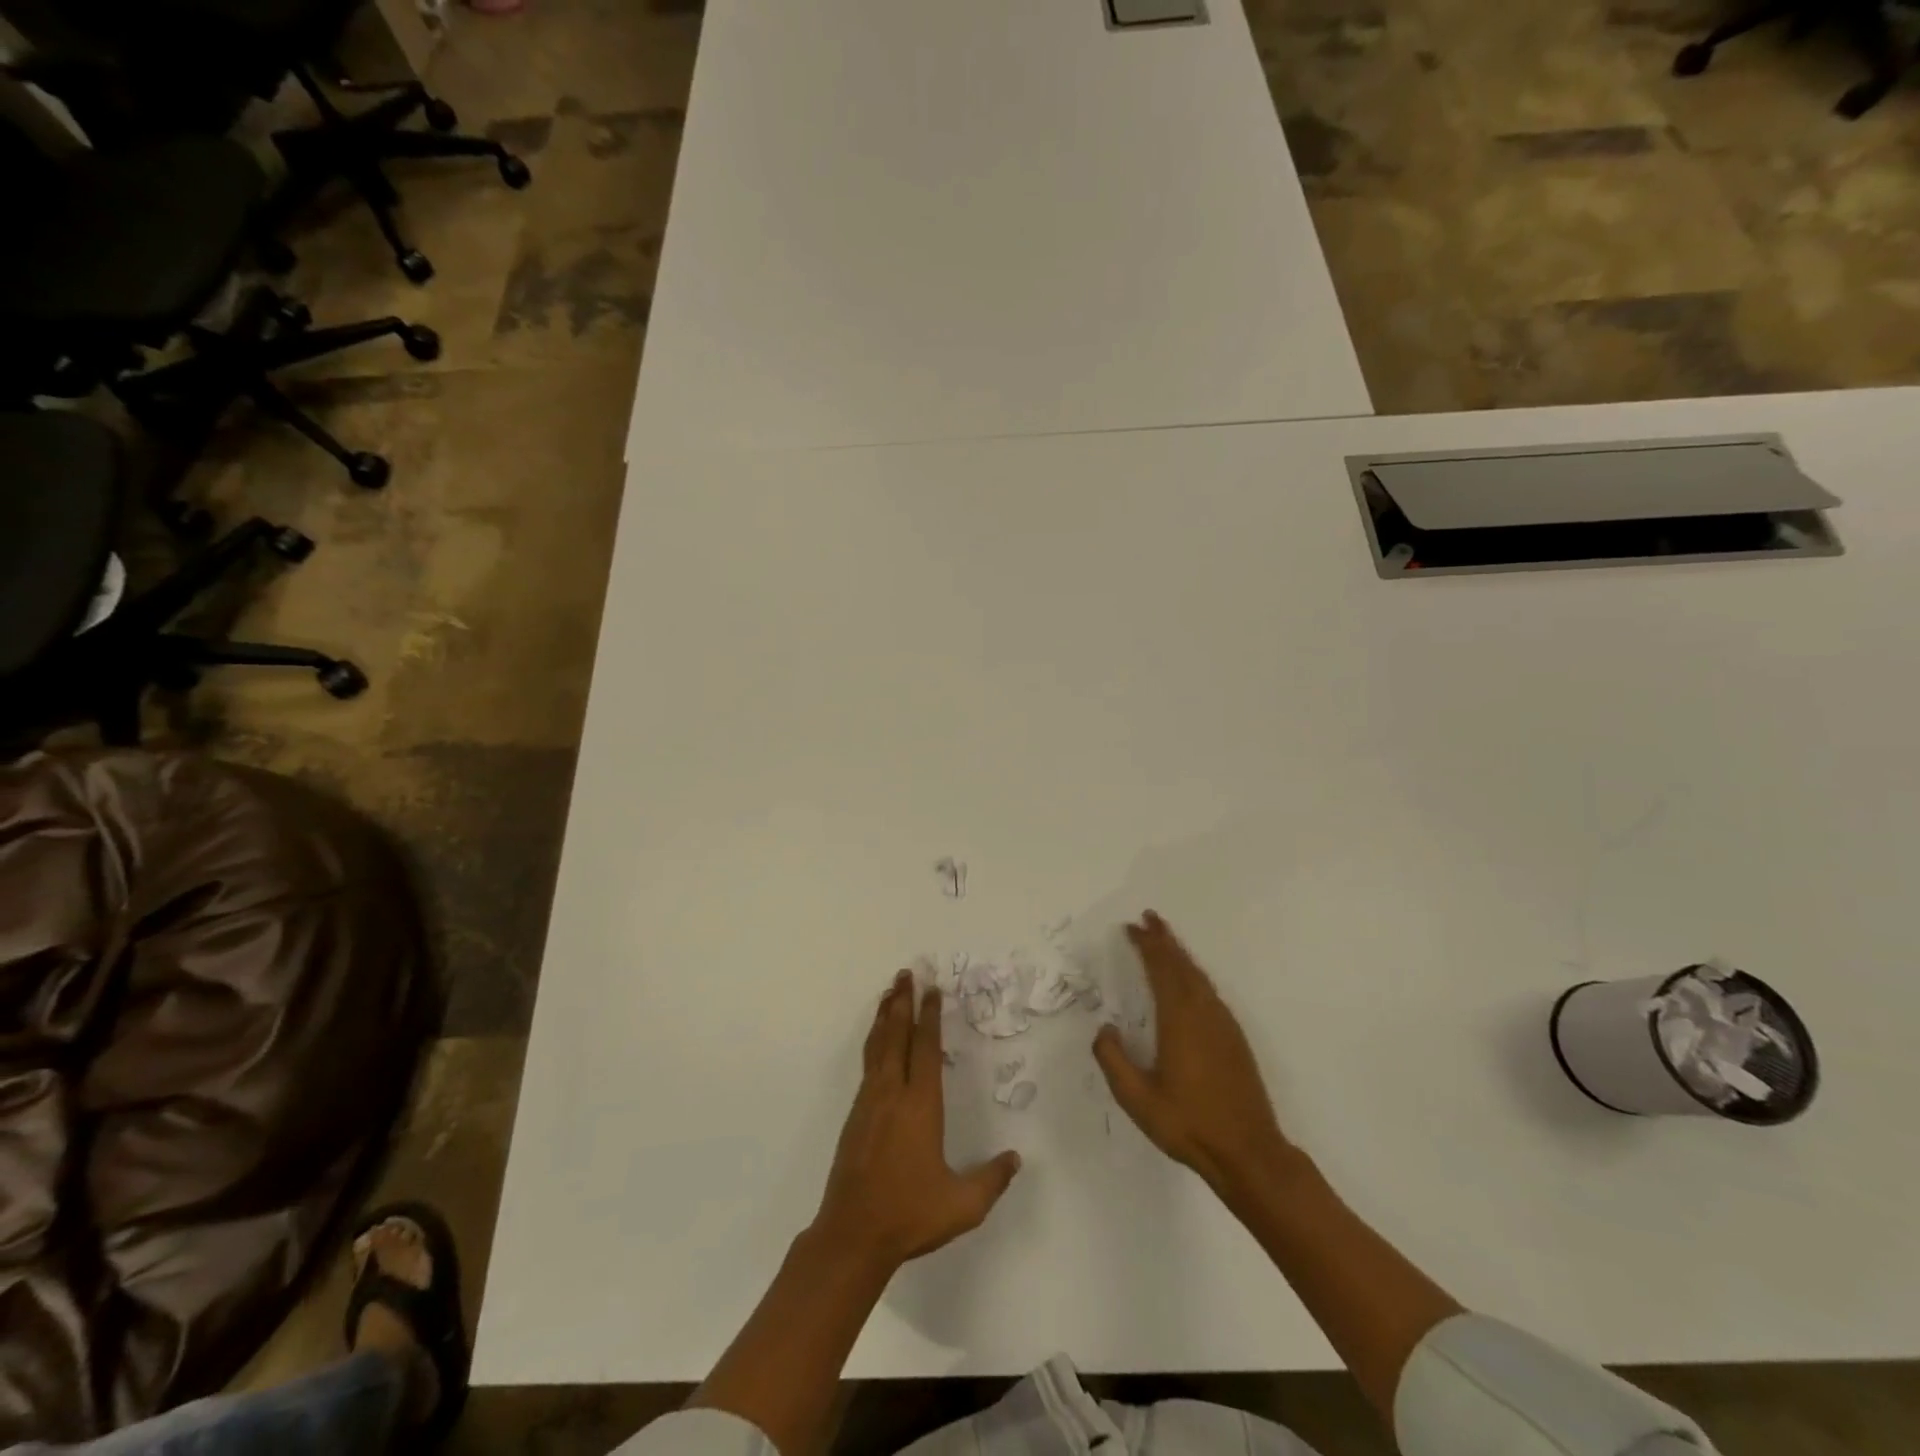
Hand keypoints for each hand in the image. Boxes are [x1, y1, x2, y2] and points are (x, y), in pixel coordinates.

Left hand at [812, 972, 1021, 1270]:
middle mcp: (892, 1094)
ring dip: (884, 1016)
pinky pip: (868, 1064)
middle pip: (896, 1036)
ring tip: (889, 993)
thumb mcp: (962, 1205)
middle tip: (906, 973)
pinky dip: (874, 1041)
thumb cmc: (910, 1214)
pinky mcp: (855, 1116)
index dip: (930, 1016)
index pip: (926, 1049)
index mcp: (920, 1106)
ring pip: (877, 1046)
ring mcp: (869, 1102)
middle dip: (901, 1002)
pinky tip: (877, 1041)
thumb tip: (1015, 1159)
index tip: (932, 990)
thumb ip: (992, 1180)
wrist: (852, 1234)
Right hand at [1093, 911, 1290, 1190]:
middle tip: (1148, 919)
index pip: (1161, 969)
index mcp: (1179, 1019)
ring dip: (1180, 955)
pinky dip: (1194, 975)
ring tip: (1165, 941)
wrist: (1248, 1152)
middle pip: (1183, 965)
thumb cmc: (1188, 1123)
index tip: (1132, 927)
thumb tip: (1104, 1030)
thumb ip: (1113, 1060)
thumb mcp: (1137, 1098)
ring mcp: (1223, 1024)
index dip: (1146, 945)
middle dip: (1164, 940)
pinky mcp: (1235, 1039)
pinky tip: (1189, 982)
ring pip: (1199, 977)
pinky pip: (1210, 992)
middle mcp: (1204, 1013)